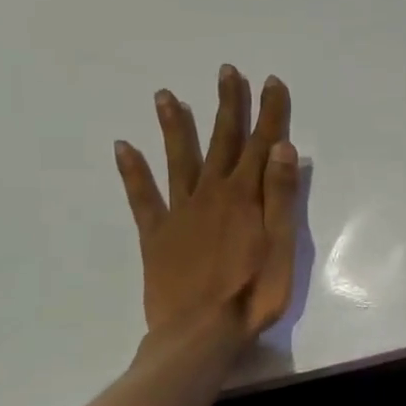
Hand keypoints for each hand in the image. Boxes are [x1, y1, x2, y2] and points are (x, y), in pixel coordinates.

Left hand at [114, 64, 298, 343]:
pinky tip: (123, 147)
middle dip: (227, 106)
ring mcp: (179, 212)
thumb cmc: (252, 293)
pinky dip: (133, 171)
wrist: (199, 333)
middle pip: (221, 142)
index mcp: (244, 198)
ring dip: (175, 127)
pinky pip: (142, 197)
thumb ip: (280, 196)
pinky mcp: (156, 234)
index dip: (268, 113)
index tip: (271, 82)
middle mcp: (210, 194)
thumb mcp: (281, 246)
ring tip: (166, 96)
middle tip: (226, 72)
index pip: (260, 145)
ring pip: (178, 160)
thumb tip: (281, 148)